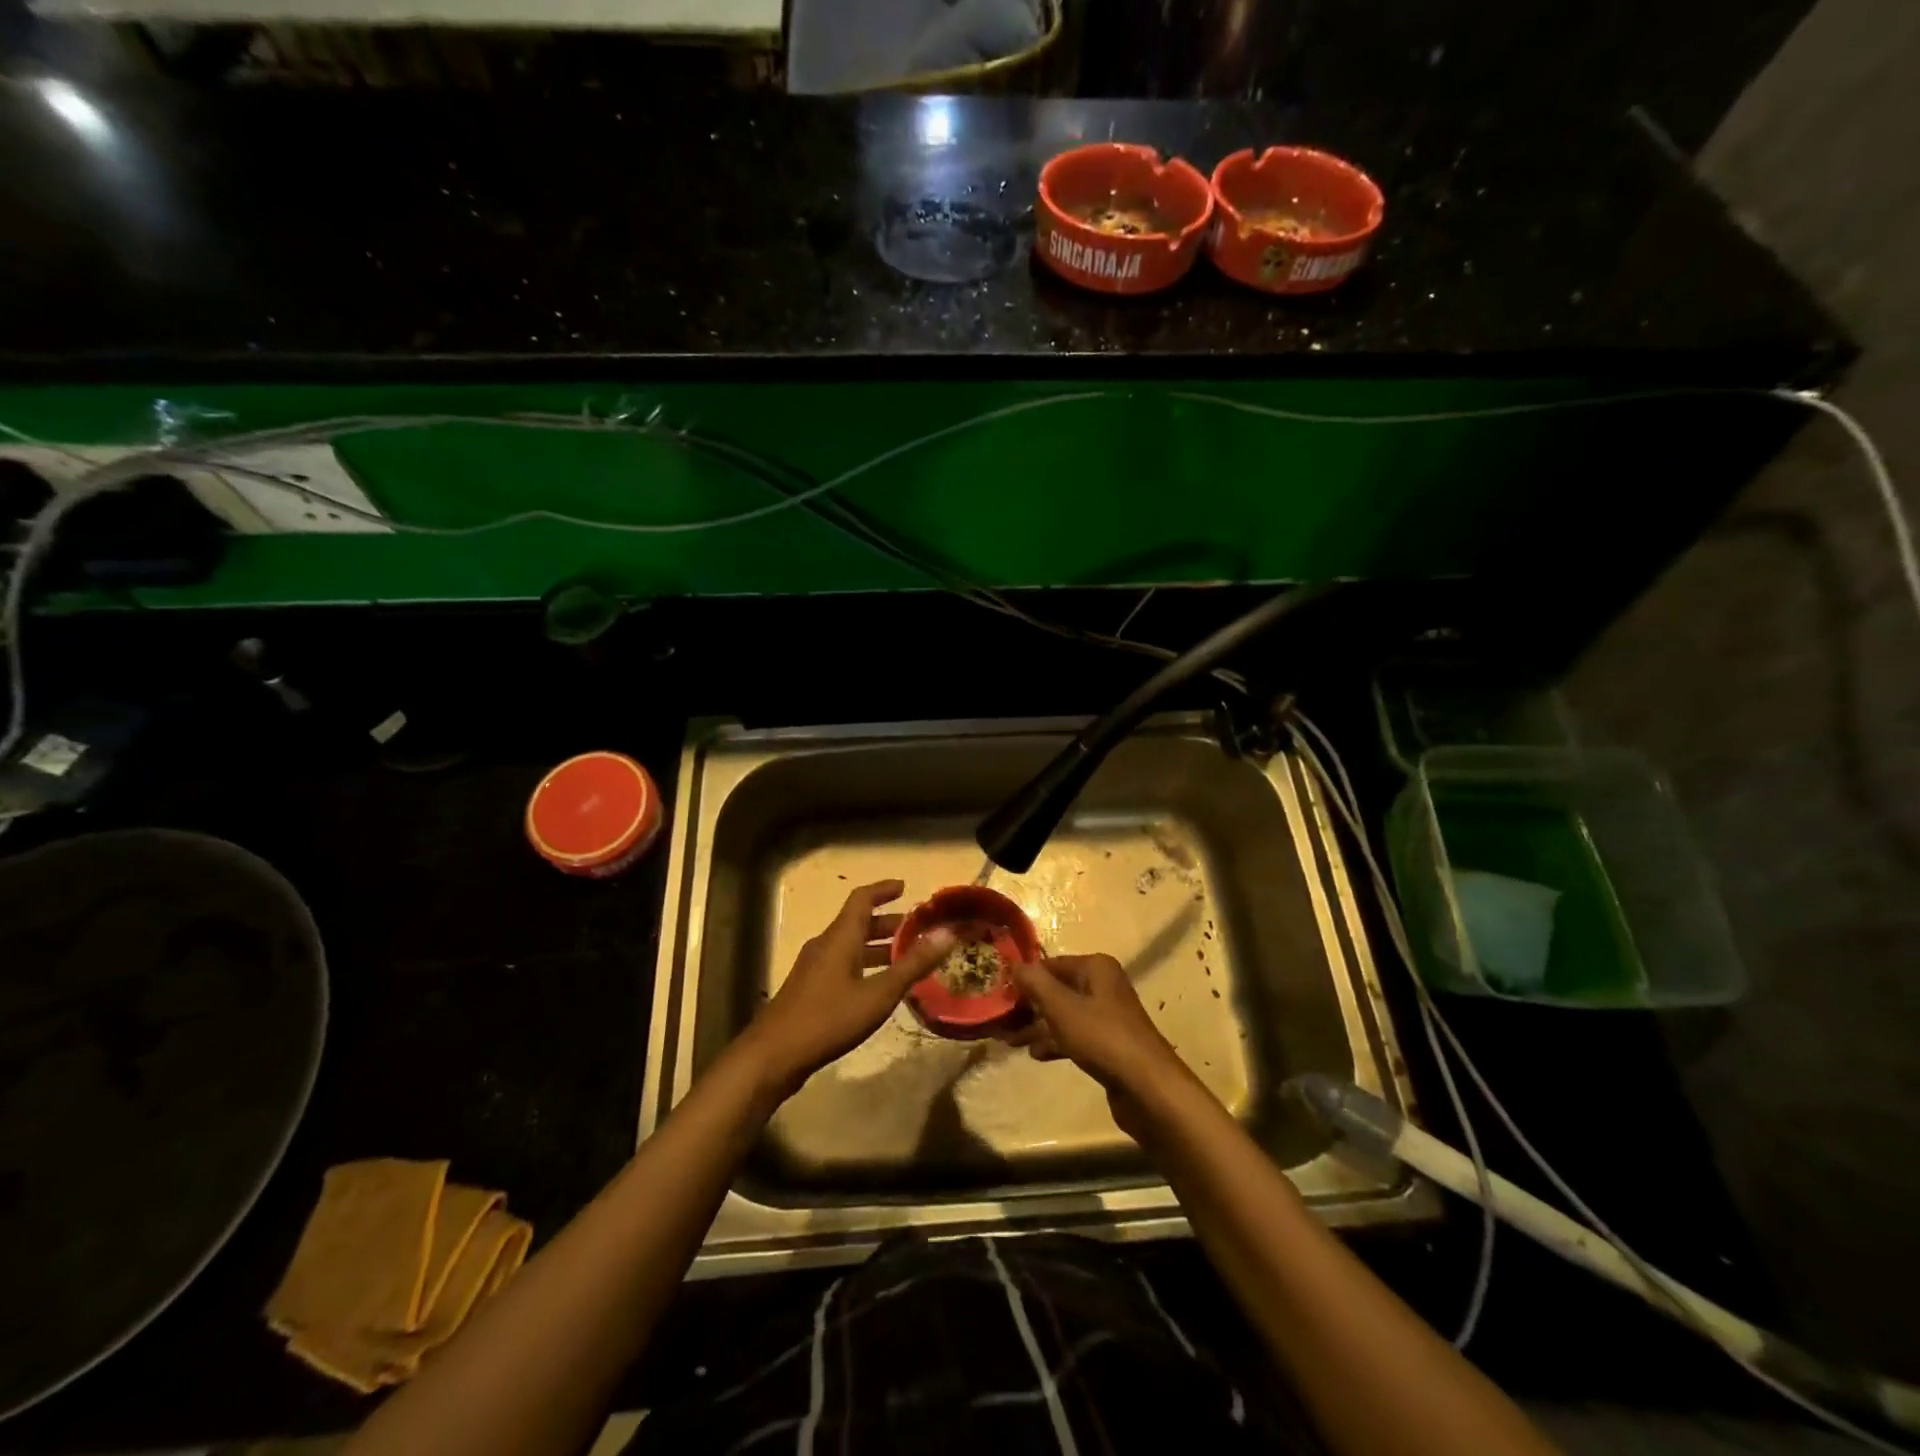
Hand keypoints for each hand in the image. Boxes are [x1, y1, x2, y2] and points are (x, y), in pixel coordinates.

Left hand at [740, 880, 954, 1100]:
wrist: (773, 1055)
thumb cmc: (828, 1018)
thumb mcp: (878, 994)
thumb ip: (912, 965)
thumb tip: (947, 934)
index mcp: (840, 937)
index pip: (862, 899)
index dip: (883, 890)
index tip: (905, 887)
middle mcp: (825, 945)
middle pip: (858, 923)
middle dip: (888, 924)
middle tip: (917, 930)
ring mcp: (814, 968)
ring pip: (850, 946)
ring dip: (877, 947)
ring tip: (906, 959)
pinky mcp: (809, 989)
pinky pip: (842, 965)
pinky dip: (865, 965)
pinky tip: (879, 988)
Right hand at [1003, 954, 1192, 1139]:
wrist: (1147, 1087)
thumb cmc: (1102, 1037)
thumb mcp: (1061, 1007)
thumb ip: (1035, 983)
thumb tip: (1015, 965)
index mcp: (1096, 968)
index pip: (1051, 964)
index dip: (1025, 978)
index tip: (999, 994)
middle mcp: (1103, 986)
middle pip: (1057, 990)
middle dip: (1029, 1005)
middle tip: (1000, 1021)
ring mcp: (1107, 1016)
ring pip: (1064, 1015)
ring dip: (1038, 1026)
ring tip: (1009, 1041)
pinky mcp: (1109, 1044)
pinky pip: (1075, 1036)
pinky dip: (1055, 1042)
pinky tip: (1036, 1054)